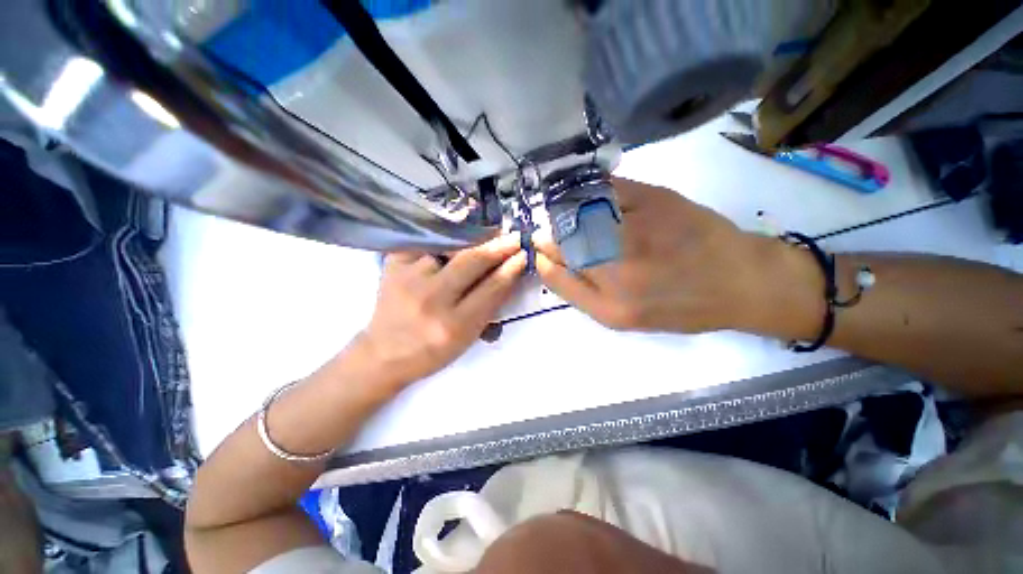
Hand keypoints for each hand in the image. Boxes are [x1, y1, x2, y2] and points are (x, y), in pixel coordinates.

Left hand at [359, 233, 526, 385]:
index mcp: (454, 325)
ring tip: (489, 235)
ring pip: (450, 247)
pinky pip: (427, 242)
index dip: (511, 269)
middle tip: (514, 237)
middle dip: (499, 246)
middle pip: (472, 261)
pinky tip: (457, 239)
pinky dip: (446, 239)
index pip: (491, 288)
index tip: (524, 254)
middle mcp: (431, 299)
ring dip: (474, 240)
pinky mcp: (393, 265)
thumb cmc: (433, 351)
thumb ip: (490, 306)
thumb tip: (509, 272)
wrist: (385, 353)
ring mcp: (409, 278)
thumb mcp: (468, 337)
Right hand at [536, 177, 782, 332]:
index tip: (543, 250)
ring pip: (577, 214)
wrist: (739, 280)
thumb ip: (578, 292)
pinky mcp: (654, 199)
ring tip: (580, 219)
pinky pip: (607, 188)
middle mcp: (617, 269)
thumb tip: (546, 261)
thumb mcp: (620, 316)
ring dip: (568, 213)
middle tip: (561, 235)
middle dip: (553, 235)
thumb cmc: (678, 305)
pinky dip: (594, 190)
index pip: (553, 272)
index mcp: (609, 305)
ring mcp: (634, 230)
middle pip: (562, 241)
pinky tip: (597, 198)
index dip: (543, 256)